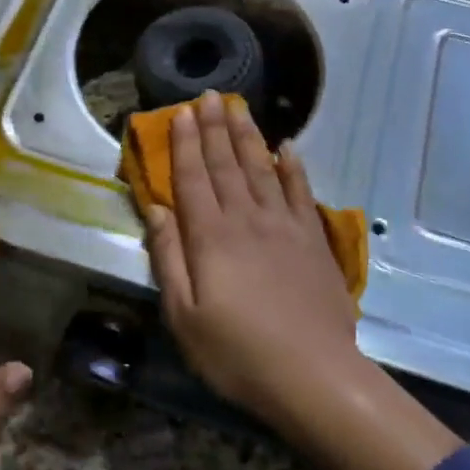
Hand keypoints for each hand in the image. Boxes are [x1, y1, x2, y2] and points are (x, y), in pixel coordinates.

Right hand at [142, 91, 361, 428]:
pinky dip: (293, 167)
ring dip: (248, 135)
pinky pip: (301, 191)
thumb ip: (169, 258)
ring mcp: (284, 225)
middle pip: (226, 164)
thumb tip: (156, 209)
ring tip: (239, 106)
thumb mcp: (184, 316)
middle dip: (214, 127)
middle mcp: (246, 219)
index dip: (185, 144)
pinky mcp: (313, 238)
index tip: (179, 113)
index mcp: (210, 237)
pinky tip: (286, 147)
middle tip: (209, 95)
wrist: (313, 374)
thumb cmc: (237, 353)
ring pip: (261, 168)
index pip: (193, 178)